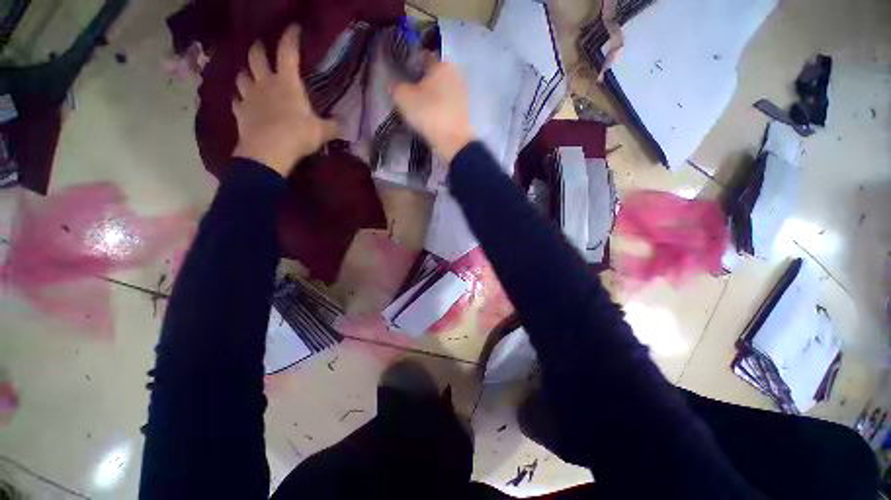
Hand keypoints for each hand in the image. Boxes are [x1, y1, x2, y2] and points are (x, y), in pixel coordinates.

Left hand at [232, 25, 337, 176]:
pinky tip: (243, 101)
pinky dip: (239, 98)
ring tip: (250, 75)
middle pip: (256, 56)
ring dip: (246, 73)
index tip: (294, 28)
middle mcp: (265, 83)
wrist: (269, 151)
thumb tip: (345, 125)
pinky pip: (236, 100)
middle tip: (263, 47)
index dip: (290, 37)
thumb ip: (333, 126)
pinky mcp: (240, 112)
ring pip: (242, 76)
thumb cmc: (297, 135)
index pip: (288, 52)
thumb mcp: (322, 131)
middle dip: (260, 48)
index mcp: (287, 83)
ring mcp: (249, 97)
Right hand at [392, 59, 473, 162]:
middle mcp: (455, 73)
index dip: (408, 66)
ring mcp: (462, 92)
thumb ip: (396, 86)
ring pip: (440, 90)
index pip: (421, 57)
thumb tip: (393, 82)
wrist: (454, 143)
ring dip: (430, 96)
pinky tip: (431, 118)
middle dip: (420, 83)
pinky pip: (447, 103)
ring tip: (419, 110)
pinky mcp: (465, 109)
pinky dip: (439, 108)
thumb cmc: (429, 115)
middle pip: (432, 75)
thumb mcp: (404, 99)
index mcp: (442, 64)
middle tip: (409, 97)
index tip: (401, 79)